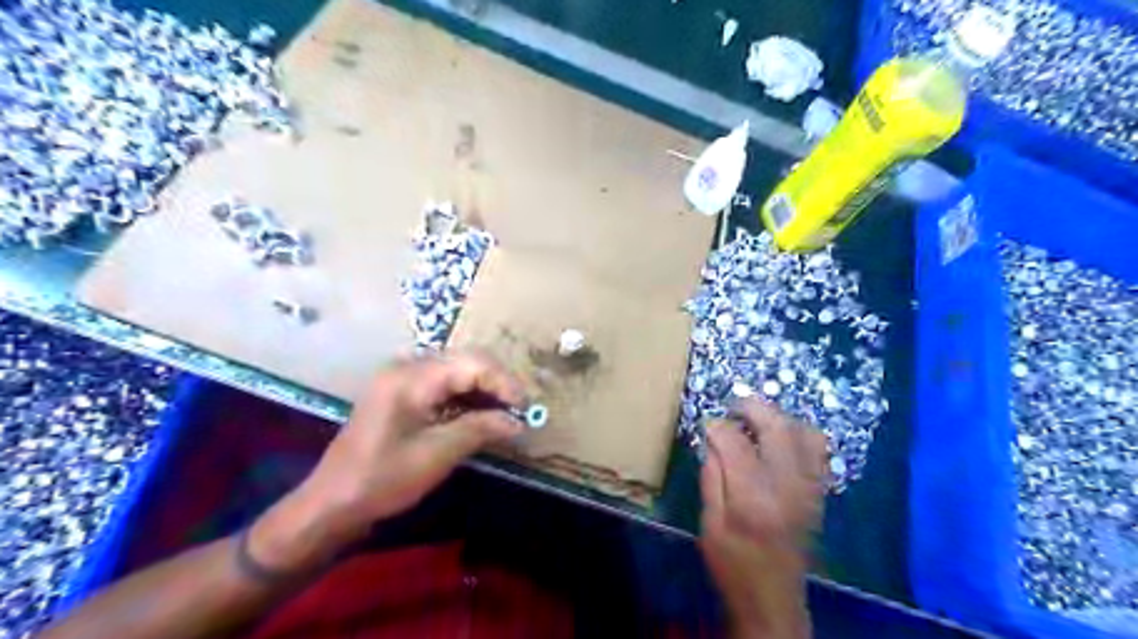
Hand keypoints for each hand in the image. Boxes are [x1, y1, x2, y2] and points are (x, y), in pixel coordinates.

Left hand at [250, 354, 522, 568]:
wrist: (332, 503)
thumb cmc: (382, 479)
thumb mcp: (437, 454)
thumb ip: (480, 429)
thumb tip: (518, 422)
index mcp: (412, 377)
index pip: (473, 363)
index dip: (504, 382)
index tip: (526, 408)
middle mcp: (407, 366)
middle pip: (466, 361)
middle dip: (497, 383)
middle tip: (520, 410)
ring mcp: (402, 377)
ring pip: (457, 370)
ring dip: (484, 389)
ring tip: (506, 413)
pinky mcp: (402, 392)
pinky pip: (443, 383)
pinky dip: (466, 396)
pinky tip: (481, 414)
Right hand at [700, 397, 822, 636]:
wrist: (774, 599)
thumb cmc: (733, 563)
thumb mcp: (709, 522)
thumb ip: (711, 475)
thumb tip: (713, 438)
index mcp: (753, 497)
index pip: (736, 442)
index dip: (718, 426)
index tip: (706, 424)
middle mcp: (788, 485)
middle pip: (777, 426)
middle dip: (752, 408)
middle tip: (733, 407)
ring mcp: (809, 487)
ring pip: (804, 431)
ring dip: (779, 418)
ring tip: (756, 423)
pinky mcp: (819, 492)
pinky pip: (818, 449)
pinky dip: (799, 434)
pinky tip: (779, 441)